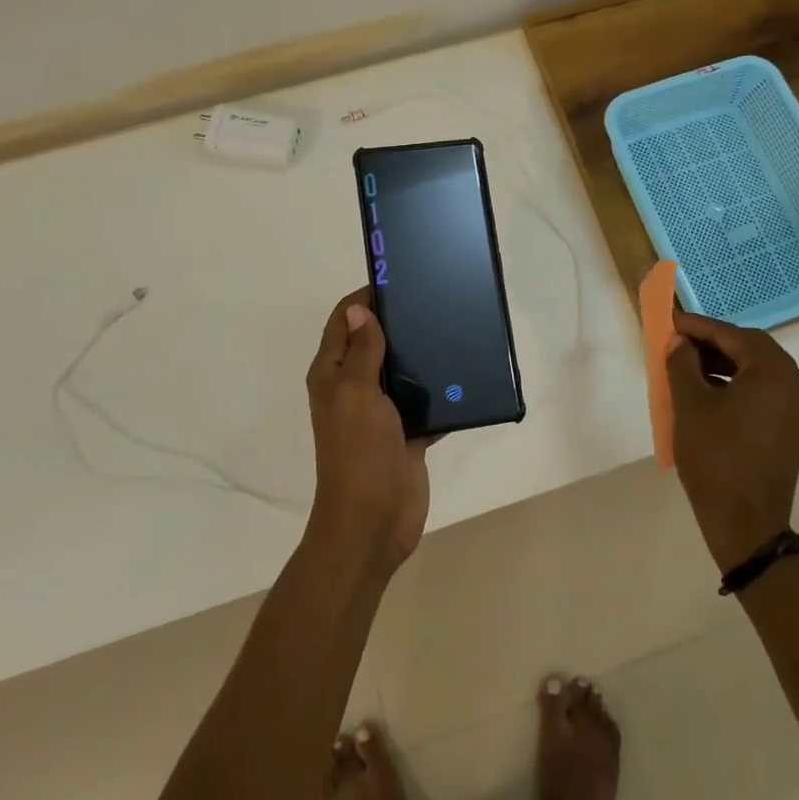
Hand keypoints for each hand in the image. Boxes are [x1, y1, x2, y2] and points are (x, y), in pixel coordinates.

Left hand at [305, 289, 430, 576]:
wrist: (373, 522)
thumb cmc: (359, 452)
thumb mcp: (356, 394)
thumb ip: (361, 351)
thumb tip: (358, 309)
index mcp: (333, 374)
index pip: (344, 320)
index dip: (366, 297)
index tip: (399, 277)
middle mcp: (354, 387)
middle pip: (375, 342)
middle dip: (400, 322)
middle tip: (436, 300)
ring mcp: (381, 411)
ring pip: (402, 371)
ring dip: (422, 355)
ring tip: (454, 328)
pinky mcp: (406, 432)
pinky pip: (425, 402)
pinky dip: (440, 391)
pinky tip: (465, 374)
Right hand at [665, 311, 798, 571]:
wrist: (745, 522)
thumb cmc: (715, 457)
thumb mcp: (690, 404)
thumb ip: (682, 362)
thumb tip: (681, 342)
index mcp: (775, 371)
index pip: (733, 334)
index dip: (699, 326)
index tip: (671, 321)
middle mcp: (796, 381)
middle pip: (750, 348)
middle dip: (712, 342)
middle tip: (677, 342)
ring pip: (757, 368)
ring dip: (723, 362)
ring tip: (686, 365)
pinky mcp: (792, 424)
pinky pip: (763, 389)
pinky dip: (736, 382)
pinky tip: (707, 389)